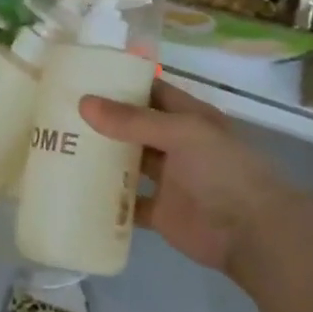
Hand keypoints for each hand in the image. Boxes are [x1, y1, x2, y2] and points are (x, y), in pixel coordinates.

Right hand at [80, 80, 294, 273]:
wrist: (253, 233)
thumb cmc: (223, 171)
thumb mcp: (181, 133)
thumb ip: (132, 120)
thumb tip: (84, 103)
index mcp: (187, 118)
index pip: (150, 91)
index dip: (121, 83)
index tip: (82, 77)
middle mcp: (176, 145)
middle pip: (134, 127)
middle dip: (103, 121)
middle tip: (59, 113)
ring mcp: (168, 180)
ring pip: (129, 164)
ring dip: (102, 159)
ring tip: (59, 147)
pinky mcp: (160, 212)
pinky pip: (128, 204)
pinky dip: (107, 200)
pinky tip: (76, 191)